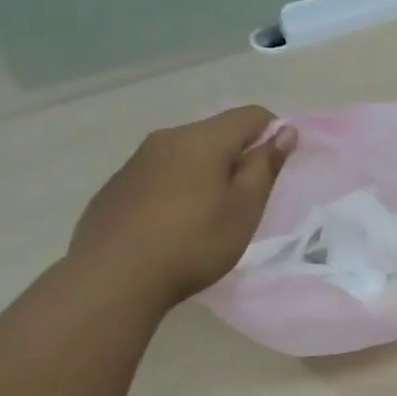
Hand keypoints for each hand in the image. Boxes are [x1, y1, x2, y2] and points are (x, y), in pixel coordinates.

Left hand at [68, 105, 295, 310]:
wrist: (112, 279)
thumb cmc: (193, 243)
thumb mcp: (244, 208)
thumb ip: (265, 166)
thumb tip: (284, 132)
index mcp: (203, 139)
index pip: (251, 115)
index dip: (273, 134)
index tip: (276, 170)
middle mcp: (167, 139)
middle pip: (216, 133)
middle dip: (238, 156)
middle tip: (246, 200)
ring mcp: (136, 161)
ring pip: (186, 154)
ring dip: (206, 173)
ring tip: (209, 215)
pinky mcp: (116, 187)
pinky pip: (159, 175)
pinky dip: (177, 188)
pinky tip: (173, 226)